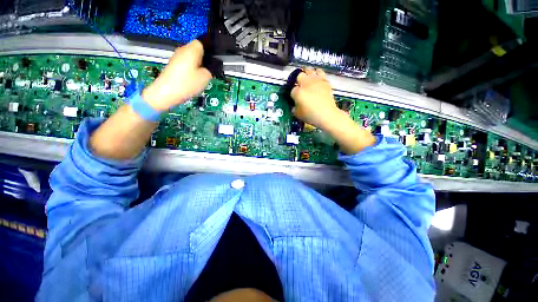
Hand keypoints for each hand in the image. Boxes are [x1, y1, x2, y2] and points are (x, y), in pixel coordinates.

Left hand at [142, 40, 212, 110]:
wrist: (166, 92)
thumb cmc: (186, 83)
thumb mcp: (205, 78)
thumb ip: (210, 70)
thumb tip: (210, 68)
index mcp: (191, 50)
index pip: (201, 43)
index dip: (208, 52)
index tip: (211, 62)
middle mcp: (182, 50)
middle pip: (196, 51)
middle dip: (203, 60)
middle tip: (207, 72)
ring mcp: (176, 58)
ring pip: (191, 59)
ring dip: (197, 67)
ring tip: (199, 78)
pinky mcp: (173, 66)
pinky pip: (185, 65)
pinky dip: (190, 71)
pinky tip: (191, 81)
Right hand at [290, 68, 341, 130]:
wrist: (326, 114)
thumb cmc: (310, 115)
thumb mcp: (298, 114)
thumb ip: (294, 108)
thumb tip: (295, 105)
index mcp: (298, 92)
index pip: (292, 89)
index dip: (293, 93)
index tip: (295, 97)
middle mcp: (305, 84)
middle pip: (299, 76)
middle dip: (298, 80)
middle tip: (300, 85)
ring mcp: (315, 80)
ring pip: (309, 70)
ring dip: (307, 73)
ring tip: (307, 78)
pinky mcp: (324, 81)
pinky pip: (320, 72)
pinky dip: (317, 74)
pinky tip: (317, 78)